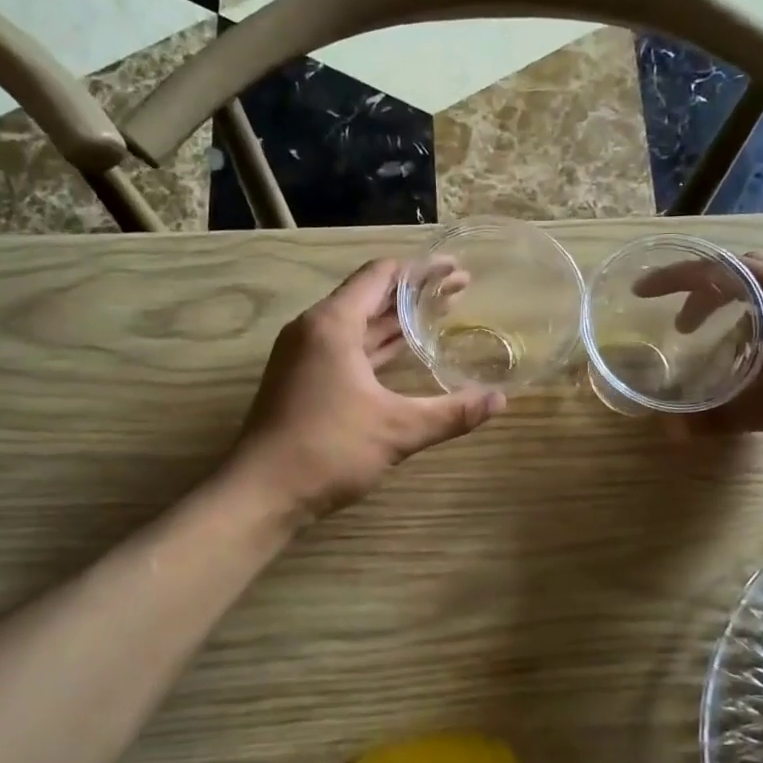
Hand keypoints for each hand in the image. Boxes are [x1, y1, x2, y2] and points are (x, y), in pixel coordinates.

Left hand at [228, 259, 506, 521]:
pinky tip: (404, 353)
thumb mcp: (397, 430)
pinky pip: (347, 348)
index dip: (421, 270)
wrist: (261, 493)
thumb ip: (452, 413)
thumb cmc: (328, 450)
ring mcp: (304, 356)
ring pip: (358, 325)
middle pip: (370, 296)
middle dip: (415, 293)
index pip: (380, 276)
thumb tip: (500, 400)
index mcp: (332, 325)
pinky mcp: (302, 380)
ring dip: (396, 320)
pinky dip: (377, 345)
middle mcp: (314, 330)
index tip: (456, 269)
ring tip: (440, 314)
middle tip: (460, 290)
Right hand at [637, 255, 762, 458]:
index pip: (721, 269)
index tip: (643, 293)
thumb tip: (671, 432)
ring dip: (729, 322)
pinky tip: (749, 376)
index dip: (677, 277)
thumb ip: (725, 417)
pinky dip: (753, 342)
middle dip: (702, 299)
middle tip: (678, 329)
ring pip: (762, 305)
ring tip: (708, 355)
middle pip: (740, 280)